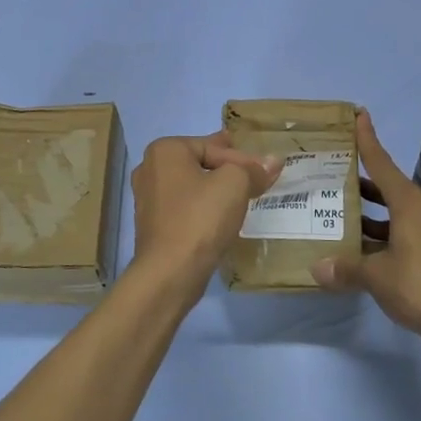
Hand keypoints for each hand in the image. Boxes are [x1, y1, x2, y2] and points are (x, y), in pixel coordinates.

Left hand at [129, 132, 280, 304]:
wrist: (170, 272)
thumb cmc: (200, 218)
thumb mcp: (235, 184)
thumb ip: (253, 169)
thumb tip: (272, 162)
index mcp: (165, 150)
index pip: (213, 147)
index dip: (244, 159)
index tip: (267, 172)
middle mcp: (150, 169)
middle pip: (199, 162)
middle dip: (227, 167)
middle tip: (251, 171)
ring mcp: (148, 198)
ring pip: (191, 185)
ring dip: (214, 188)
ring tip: (239, 193)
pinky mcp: (153, 225)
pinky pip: (185, 207)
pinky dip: (203, 207)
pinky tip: (219, 215)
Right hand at [312, 110, 420, 349]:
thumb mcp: (376, 277)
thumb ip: (346, 269)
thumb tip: (316, 269)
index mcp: (409, 203)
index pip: (382, 163)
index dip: (368, 140)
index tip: (359, 115)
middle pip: (389, 187)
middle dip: (363, 182)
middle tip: (334, 176)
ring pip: (398, 211)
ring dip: (373, 212)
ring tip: (342, 215)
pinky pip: (407, 231)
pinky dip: (386, 233)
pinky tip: (366, 249)